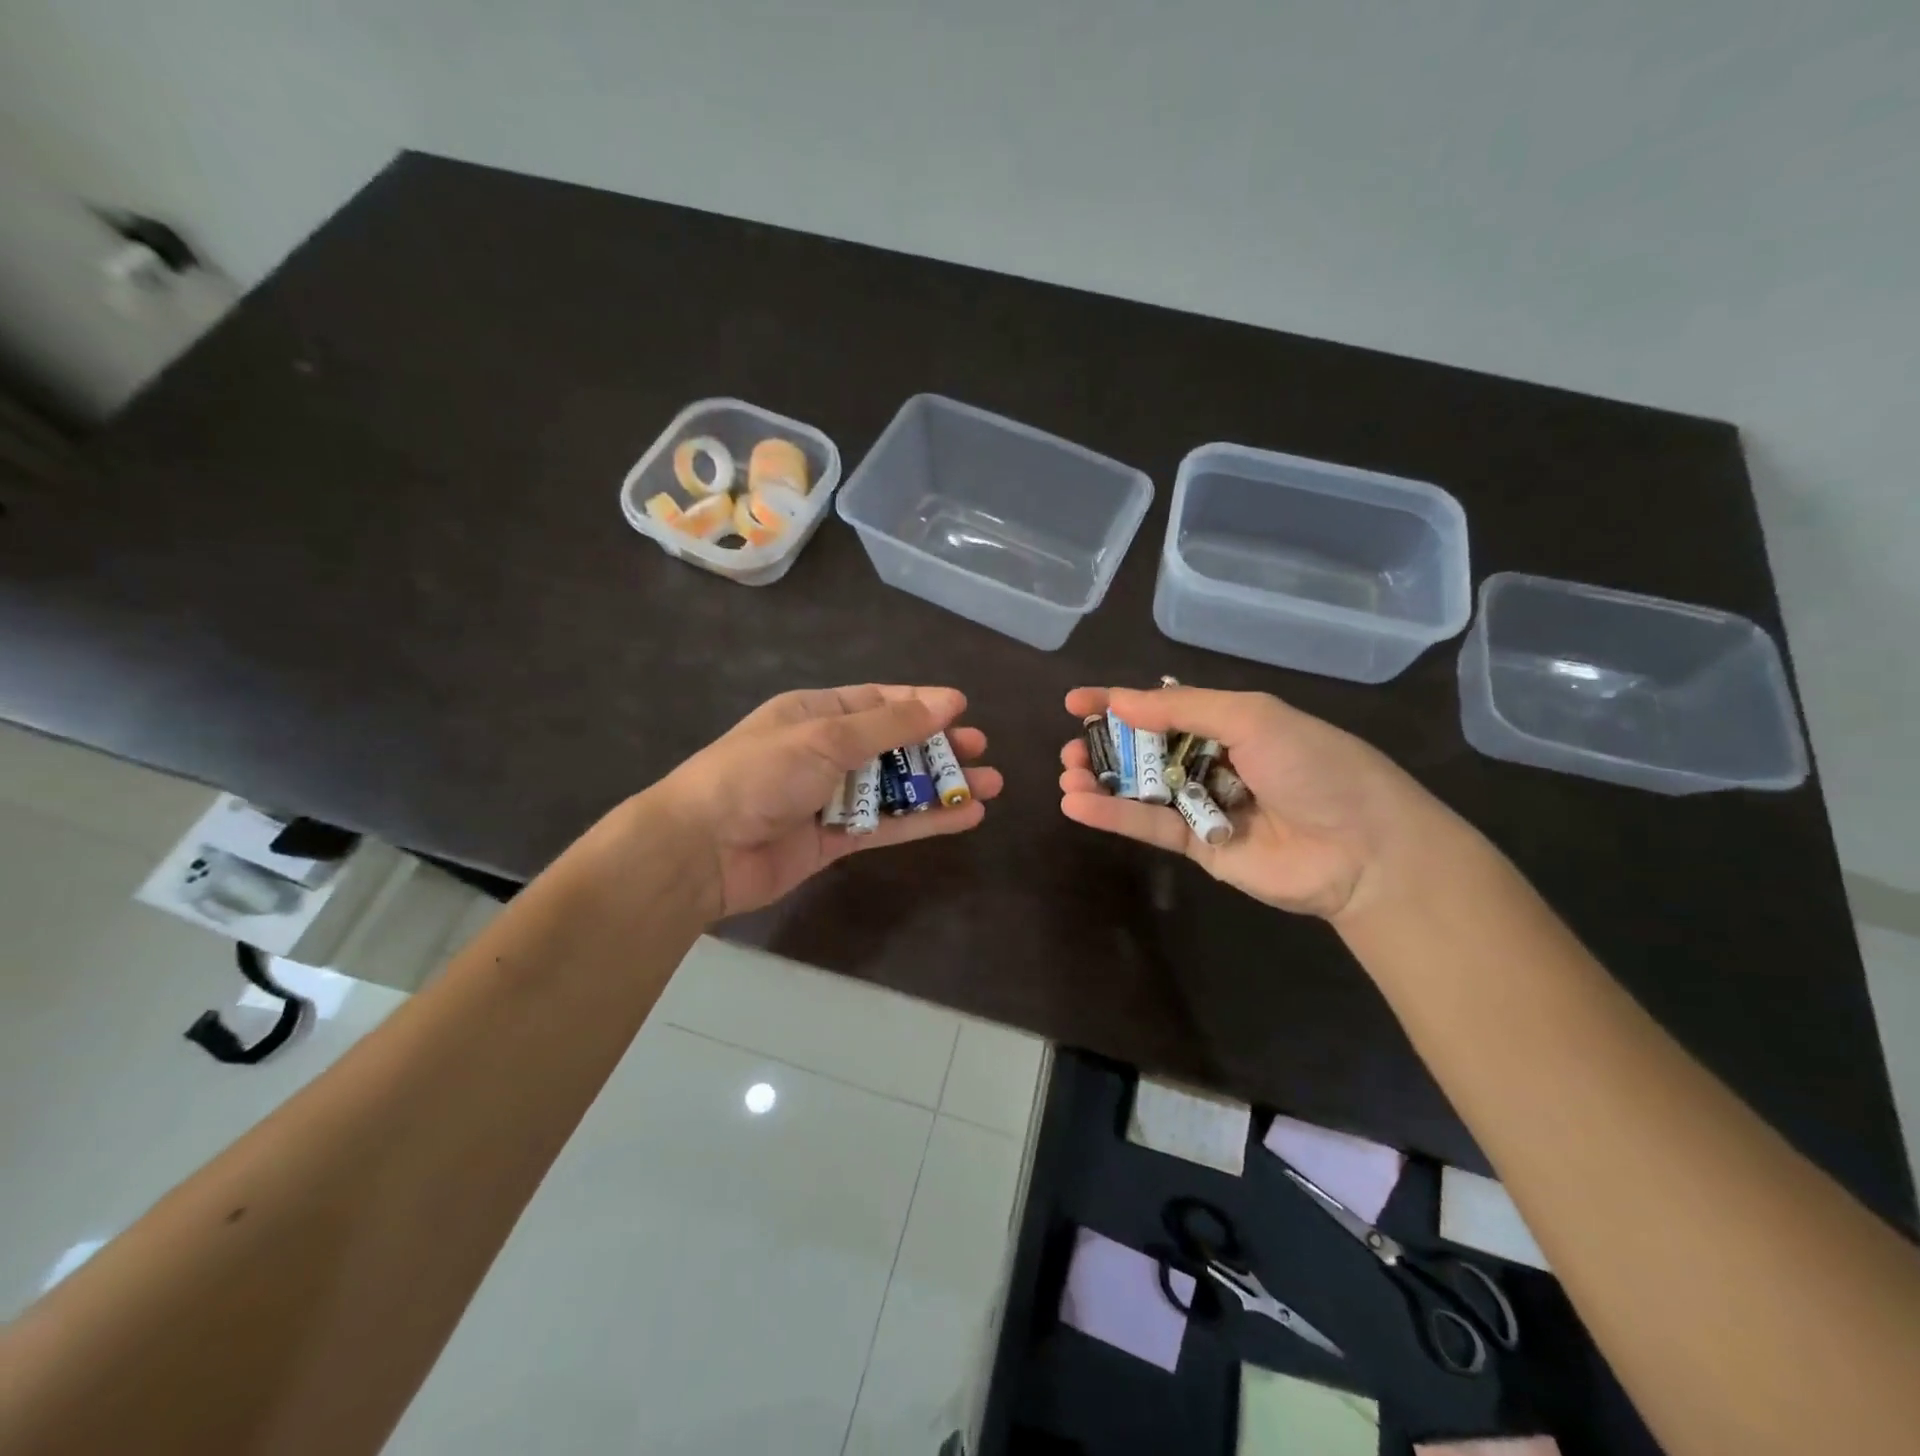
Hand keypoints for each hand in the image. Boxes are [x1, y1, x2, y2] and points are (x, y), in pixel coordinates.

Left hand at [654, 685, 1001, 919]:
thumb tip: (948, 700)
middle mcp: (826, 751)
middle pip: (894, 745)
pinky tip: (966, 817)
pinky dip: (925, 821)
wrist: (702, 850)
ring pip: (897, 788)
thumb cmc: (760, 775)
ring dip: (941, 786)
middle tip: (981, 749)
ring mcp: (832, 797)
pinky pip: (889, 825)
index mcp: (815, 714)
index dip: (921, 703)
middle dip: (937, 747)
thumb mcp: (826, 738)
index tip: (963, 709)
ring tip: (991, 784)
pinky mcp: (835, 840)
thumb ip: (890, 724)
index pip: (878, 702)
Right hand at [1057, 685, 1446, 920]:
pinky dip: (1113, 815)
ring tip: (1069, 774)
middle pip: (1144, 749)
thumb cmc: (1313, 766)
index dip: (1118, 702)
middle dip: (1105, 745)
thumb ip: (1182, 708)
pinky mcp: (1198, 847)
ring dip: (1101, 780)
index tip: (1074, 703)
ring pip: (1140, 788)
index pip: (1162, 706)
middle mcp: (1212, 760)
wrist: (1363, 849)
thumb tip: (1119, 701)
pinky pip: (1150, 826)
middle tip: (1071, 748)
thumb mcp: (1252, 718)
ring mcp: (1203, 805)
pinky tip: (1077, 803)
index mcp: (1229, 722)